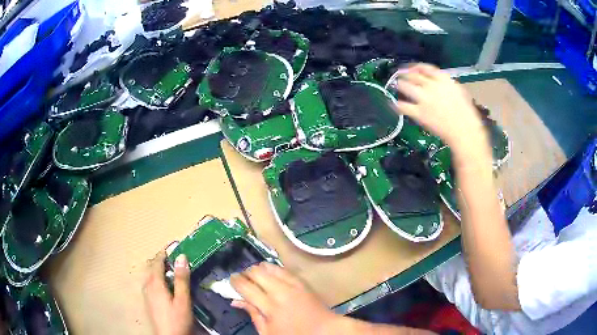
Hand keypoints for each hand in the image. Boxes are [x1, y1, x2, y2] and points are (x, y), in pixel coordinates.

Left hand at [143, 251, 192, 334]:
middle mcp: (148, 286)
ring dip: (158, 270)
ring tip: (169, 270)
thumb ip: (181, 280)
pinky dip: (156, 279)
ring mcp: (146, 295)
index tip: (172, 247)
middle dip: (161, 261)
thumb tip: (182, 257)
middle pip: (151, 268)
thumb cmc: (177, 319)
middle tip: (173, 258)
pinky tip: (163, 286)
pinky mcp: (148, 302)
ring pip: (150, 276)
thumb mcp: (182, 300)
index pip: (157, 263)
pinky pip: (149, 284)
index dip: (164, 253)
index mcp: (155, 284)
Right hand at [230, 262, 340, 334]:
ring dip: (258, 269)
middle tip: (242, 279)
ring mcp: (293, 285)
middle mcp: (280, 292)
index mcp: (270, 307)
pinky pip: (283, 269)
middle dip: (245, 273)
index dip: (235, 281)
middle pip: (256, 273)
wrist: (324, 330)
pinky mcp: (302, 281)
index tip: (230, 279)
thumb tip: (235, 301)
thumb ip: (252, 314)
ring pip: (269, 267)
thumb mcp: (268, 332)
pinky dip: (272, 269)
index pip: (246, 287)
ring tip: (255, 276)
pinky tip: (269, 273)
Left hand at [390, 64, 488, 158]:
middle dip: (405, 74)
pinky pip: (403, 106)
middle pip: (413, 75)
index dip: (415, 67)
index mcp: (443, 79)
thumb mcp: (459, 91)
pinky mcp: (419, 113)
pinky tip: (394, 104)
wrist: (464, 131)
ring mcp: (424, 99)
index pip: (425, 67)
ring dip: (399, 85)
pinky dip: (397, 104)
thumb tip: (436, 82)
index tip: (411, 68)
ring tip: (396, 86)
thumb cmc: (467, 113)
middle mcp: (432, 85)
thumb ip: (446, 84)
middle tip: (400, 76)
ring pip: (404, 86)